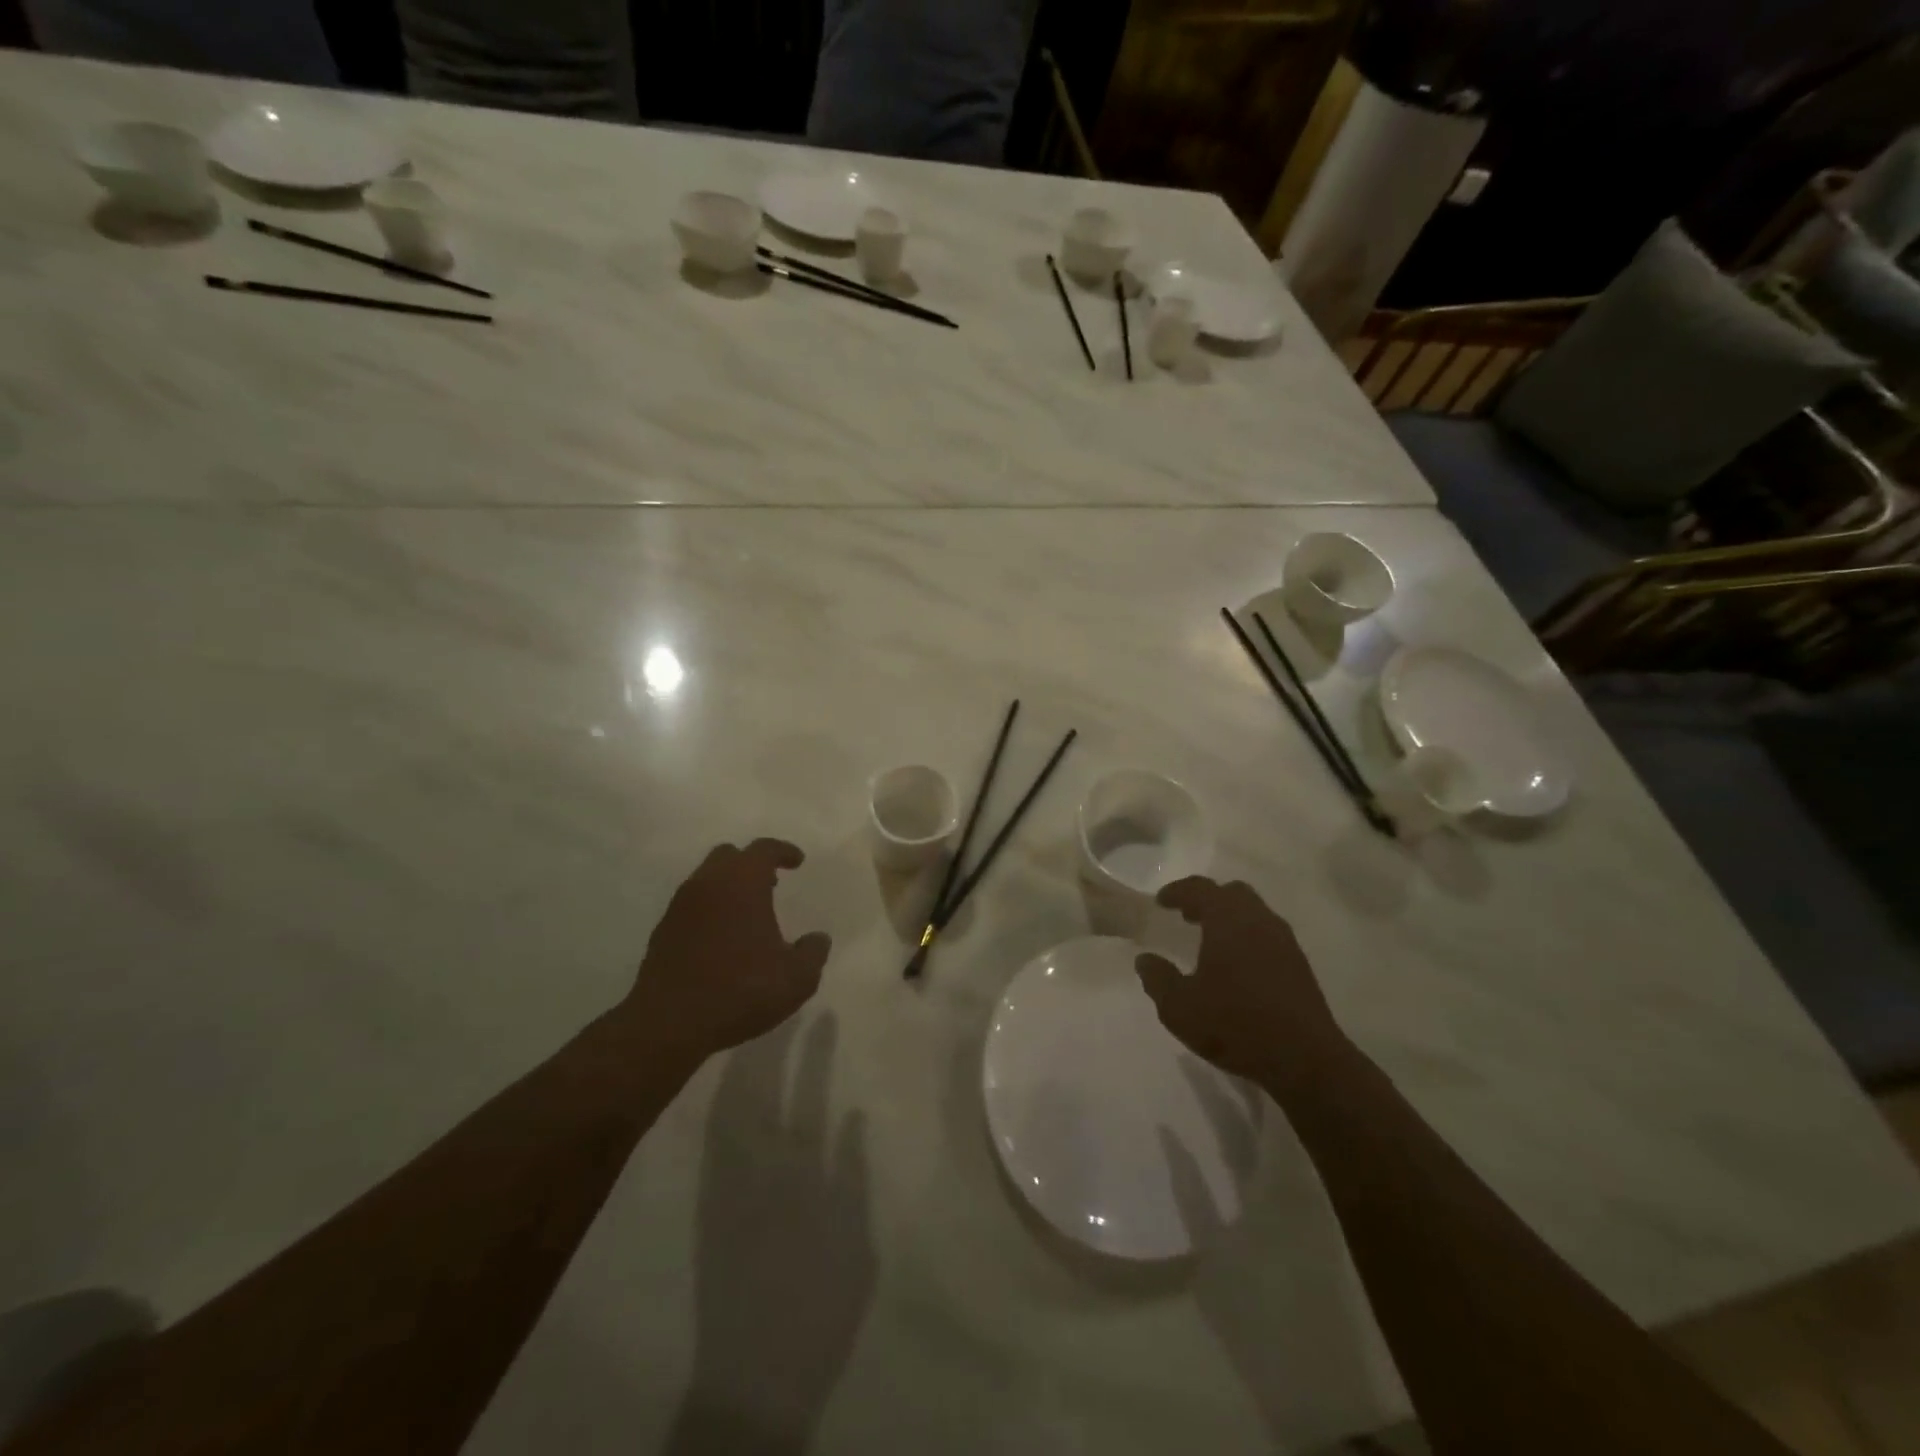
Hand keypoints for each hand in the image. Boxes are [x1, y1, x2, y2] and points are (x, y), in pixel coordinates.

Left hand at [625, 840, 832, 1064]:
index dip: (783, 851)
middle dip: (751, 864)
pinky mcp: (663, 931)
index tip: (798, 861)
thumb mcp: (795, 978)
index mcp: (742, 883)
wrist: (669, 1023)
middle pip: (729, 856)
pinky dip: (710, 910)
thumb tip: (818, 938)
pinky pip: (692, 906)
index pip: (763, 849)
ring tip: (748, 914)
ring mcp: (680, 906)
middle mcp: (708, 884)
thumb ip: (813, 952)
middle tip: (771, 883)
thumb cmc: (740, 990)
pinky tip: (722, 939)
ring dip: (729, 887)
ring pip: (707, 880)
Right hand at [1135, 877, 1343, 1085]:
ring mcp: (1284, 942)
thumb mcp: (1179, 1007)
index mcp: (1228, 920)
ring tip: (1211, 942)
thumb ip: (1157, 979)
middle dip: (1207, 900)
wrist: (1305, 1060)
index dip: (1178, 891)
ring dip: (1230, 918)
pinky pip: (1268, 935)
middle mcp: (1259, 921)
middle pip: (1232, 893)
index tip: (1161, 901)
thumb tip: (1145, 960)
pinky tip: (1238, 967)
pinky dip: (1248, 938)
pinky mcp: (1299, 965)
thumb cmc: (1235, 1024)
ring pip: (1254, 913)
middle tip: (1187, 916)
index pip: (1200, 888)